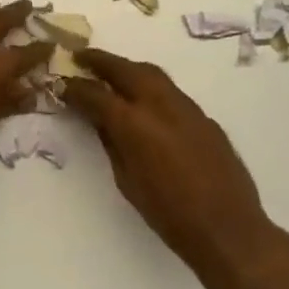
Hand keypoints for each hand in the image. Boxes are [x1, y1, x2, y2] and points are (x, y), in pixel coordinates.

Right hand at [66, 50, 282, 288]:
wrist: (227, 230)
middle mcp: (160, 105)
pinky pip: (172, 93)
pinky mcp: (205, 119)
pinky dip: (151, 88)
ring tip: (111, 73)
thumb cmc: (167, 215)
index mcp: (134, 123)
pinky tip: (145, 102)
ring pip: (153, 75)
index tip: (60, 84)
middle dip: (102, 61)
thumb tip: (101, 122)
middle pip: (126, 70)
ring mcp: (187, 108)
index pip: (96, 94)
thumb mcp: (126, 181)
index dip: (75, 88)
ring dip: (128, 69)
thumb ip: (112, 144)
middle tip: (81, 58)